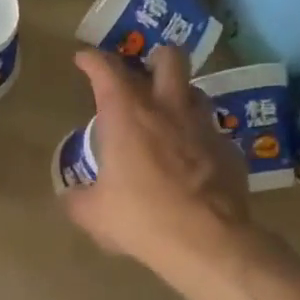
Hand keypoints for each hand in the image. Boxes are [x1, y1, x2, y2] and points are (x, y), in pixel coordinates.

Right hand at [60, 46, 250, 278]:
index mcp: (127, 115)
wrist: (205, 241)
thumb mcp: (93, 214)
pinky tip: (192, 162)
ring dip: (180, 97)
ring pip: (195, 91)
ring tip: (168, 118)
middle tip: (143, 76)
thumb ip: (77, 199)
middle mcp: (168, 109)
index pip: (107, 69)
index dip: (92, 59)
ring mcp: (204, 127)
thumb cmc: (140, 218)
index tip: (84, 59)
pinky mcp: (229, 150)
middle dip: (154, 59)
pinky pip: (212, 132)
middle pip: (169, 58)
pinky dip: (198, 139)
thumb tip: (70, 196)